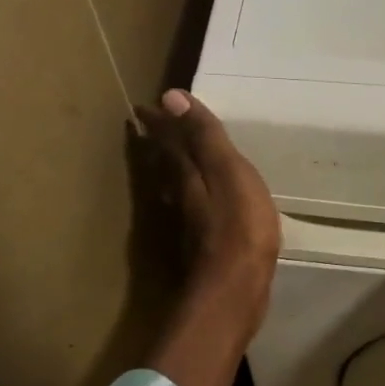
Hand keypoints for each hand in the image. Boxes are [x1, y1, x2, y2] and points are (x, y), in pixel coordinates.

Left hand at [135, 89, 279, 331]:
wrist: (234, 289)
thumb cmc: (239, 226)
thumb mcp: (227, 171)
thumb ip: (203, 136)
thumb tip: (169, 96)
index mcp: (186, 173)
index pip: (167, 139)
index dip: (160, 122)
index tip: (146, 105)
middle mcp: (179, 195)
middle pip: (164, 162)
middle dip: (158, 142)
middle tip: (150, 125)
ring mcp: (187, 223)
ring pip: (172, 185)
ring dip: (167, 168)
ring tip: (167, 156)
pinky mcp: (200, 245)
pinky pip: (187, 208)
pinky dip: (186, 195)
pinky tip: (191, 202)